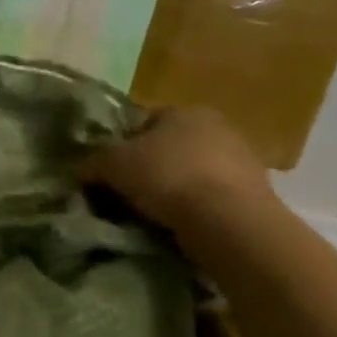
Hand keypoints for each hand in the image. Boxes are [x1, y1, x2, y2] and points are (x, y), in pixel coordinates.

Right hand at [78, 106, 274, 232]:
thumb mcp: (111, 164)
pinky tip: (179, 225)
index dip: (121, 145)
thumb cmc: (166, 176)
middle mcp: (218, 128)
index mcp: (185, 110)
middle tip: (127, 192)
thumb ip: (92, 163)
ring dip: (173, 190)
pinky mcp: (257, 196)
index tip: (109, 170)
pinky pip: (211, 199)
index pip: (143, 122)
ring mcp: (244, 162)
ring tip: (151, 214)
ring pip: (191, 174)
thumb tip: (79, 170)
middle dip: (149, 168)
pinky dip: (195, 209)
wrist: (229, 222)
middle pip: (169, 148)